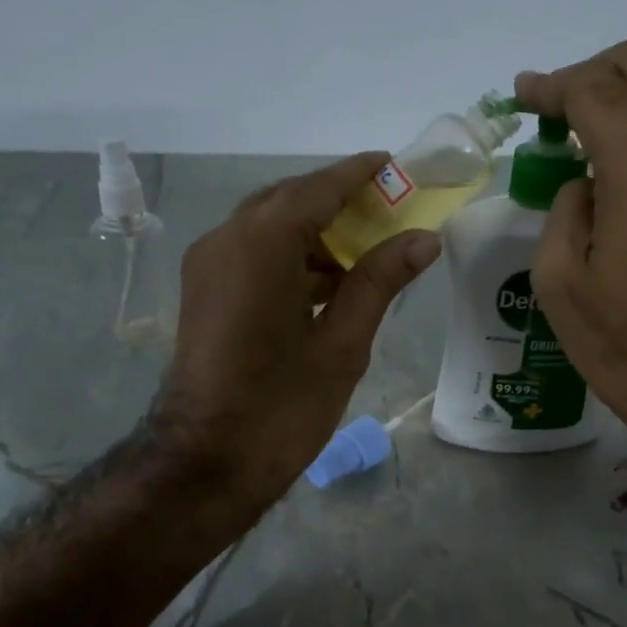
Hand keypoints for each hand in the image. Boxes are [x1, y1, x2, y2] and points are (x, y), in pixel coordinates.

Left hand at [150, 153, 441, 513]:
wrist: (207, 463)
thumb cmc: (282, 408)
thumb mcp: (342, 344)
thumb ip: (379, 282)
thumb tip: (423, 239)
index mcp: (261, 244)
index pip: (317, 189)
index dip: (358, 174)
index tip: (393, 164)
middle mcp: (226, 240)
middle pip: (289, 200)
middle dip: (337, 201)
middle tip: (387, 211)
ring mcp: (208, 266)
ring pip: (268, 227)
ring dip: (313, 232)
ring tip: (366, 250)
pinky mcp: (203, 292)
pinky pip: (252, 254)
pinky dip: (290, 257)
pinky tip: (328, 282)